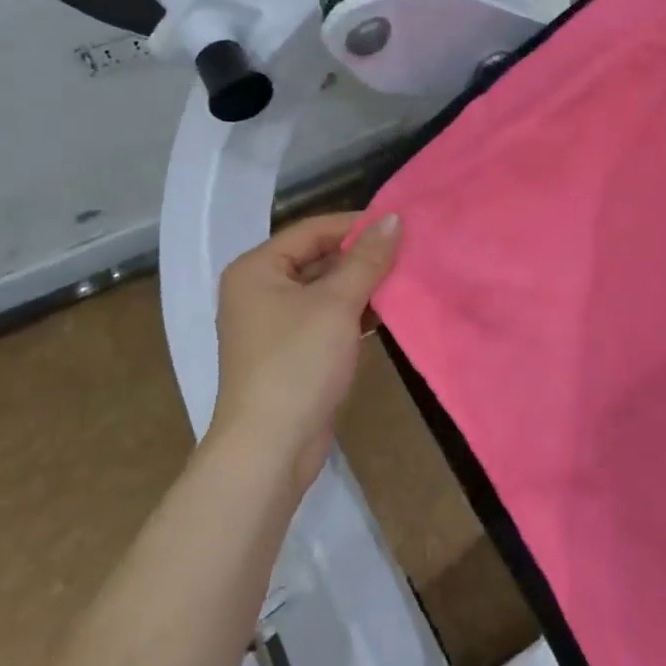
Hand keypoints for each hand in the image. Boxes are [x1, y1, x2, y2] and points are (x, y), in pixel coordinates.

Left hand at [209, 212, 401, 488]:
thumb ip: (367, 259)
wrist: (270, 447)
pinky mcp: (291, 352)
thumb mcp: (336, 304)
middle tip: (409, 251)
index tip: (400, 225)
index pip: (312, 230)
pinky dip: (353, 313)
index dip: (356, 225)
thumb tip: (394, 218)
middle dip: (362, 257)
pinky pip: (325, 318)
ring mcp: (273, 323)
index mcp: (257, 269)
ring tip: (405, 278)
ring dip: (362, 286)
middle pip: (318, 258)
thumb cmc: (298, 363)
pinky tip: (387, 313)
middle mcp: (259, 290)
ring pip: (325, 290)